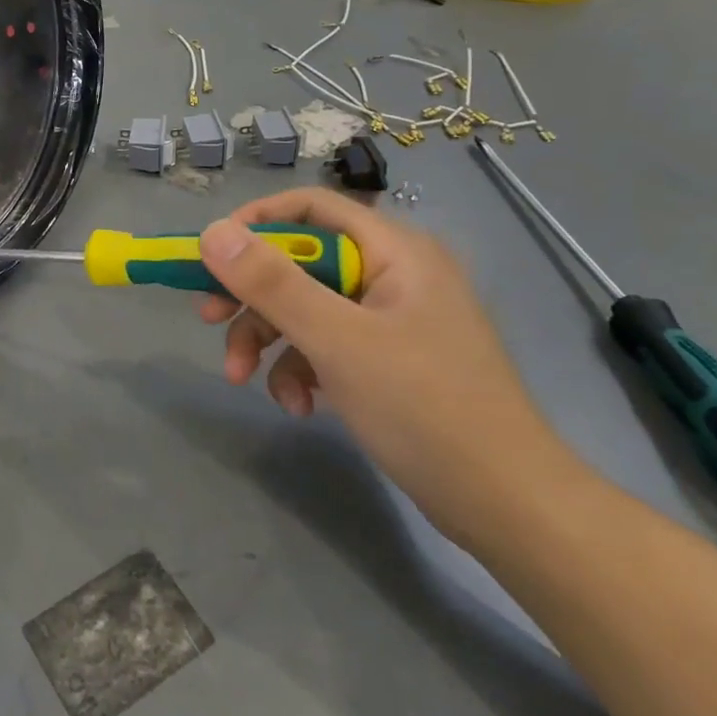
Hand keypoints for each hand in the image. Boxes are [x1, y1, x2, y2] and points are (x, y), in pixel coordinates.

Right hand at [197, 188, 585, 544]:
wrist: (508, 507)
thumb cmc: (424, 408)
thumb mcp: (336, 341)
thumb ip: (271, 283)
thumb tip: (210, 232)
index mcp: (395, 251)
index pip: (312, 207)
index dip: (256, 223)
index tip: (211, 255)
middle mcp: (392, 275)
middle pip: (300, 262)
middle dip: (251, 296)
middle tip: (208, 318)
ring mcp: (390, 320)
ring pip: (304, 307)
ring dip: (267, 340)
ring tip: (244, 379)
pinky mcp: (387, 361)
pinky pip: (325, 346)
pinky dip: (300, 370)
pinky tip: (298, 406)